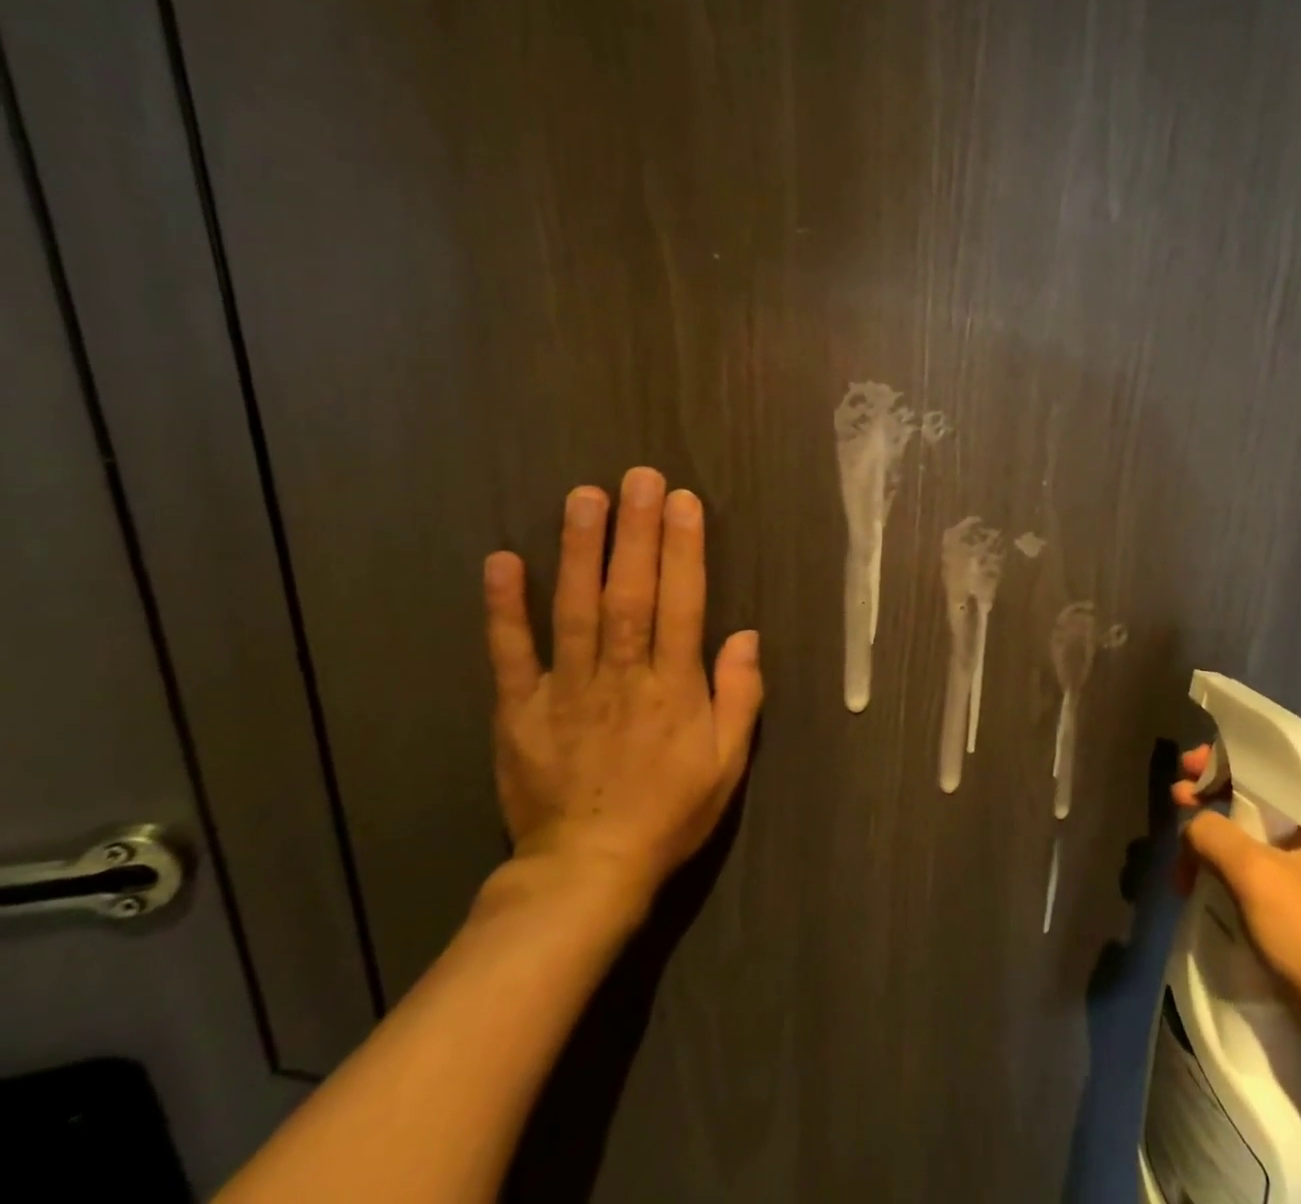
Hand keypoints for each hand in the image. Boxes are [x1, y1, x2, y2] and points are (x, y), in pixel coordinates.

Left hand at [482, 469, 762, 919]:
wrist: (585, 872)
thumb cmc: (669, 812)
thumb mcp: (727, 763)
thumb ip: (740, 696)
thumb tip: (746, 635)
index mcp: (673, 690)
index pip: (682, 606)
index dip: (684, 551)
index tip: (683, 502)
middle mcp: (621, 678)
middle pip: (630, 594)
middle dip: (635, 533)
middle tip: (637, 478)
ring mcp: (565, 691)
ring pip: (574, 610)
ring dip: (579, 551)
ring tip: (584, 497)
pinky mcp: (518, 710)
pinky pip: (511, 653)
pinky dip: (505, 608)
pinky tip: (503, 561)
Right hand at [1173, 744, 1300, 1028]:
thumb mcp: (1254, 874)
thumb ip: (1211, 832)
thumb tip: (1193, 827)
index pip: (1267, 766)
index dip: (1221, 759)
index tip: (1186, 768)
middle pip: (1257, 800)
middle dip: (1211, 800)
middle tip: (1176, 802)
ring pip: (1254, 839)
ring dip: (1214, 841)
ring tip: (1182, 859)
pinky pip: (1260, 873)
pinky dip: (1229, 871)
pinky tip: (1203, 884)